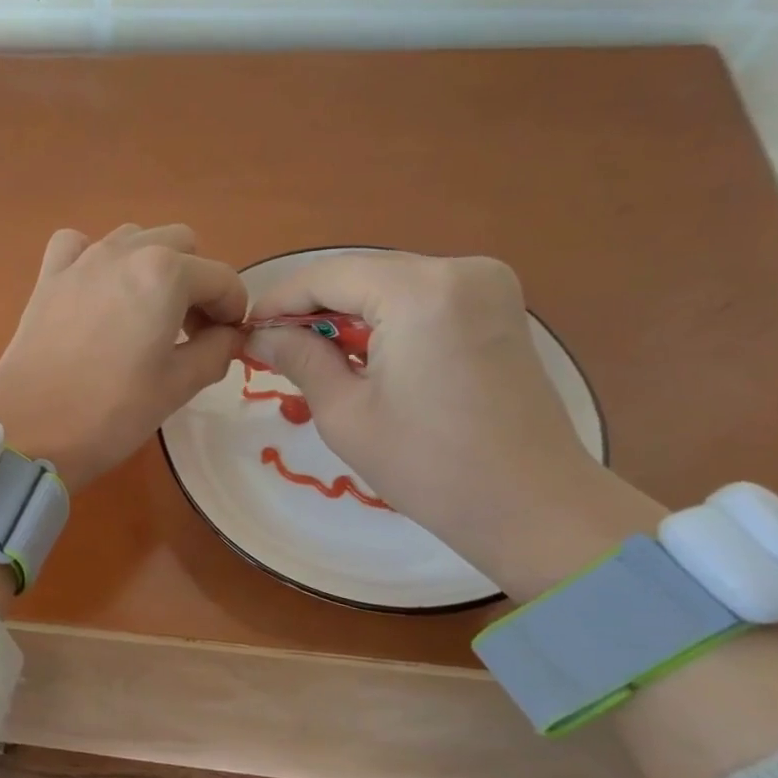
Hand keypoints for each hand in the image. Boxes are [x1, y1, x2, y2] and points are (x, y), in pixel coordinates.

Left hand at [0, 225, 247, 489]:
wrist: (28, 431)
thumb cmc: (110, 413)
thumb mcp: (177, 387)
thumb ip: (215, 351)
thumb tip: (228, 336)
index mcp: (165, 274)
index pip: (222, 278)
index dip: (233, 310)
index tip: (227, 341)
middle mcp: (124, 252)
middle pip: (181, 245)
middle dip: (196, 282)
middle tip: (189, 330)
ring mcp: (80, 260)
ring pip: (133, 238)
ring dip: (152, 266)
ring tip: (146, 313)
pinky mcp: (47, 278)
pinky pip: (78, 245)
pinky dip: (95, 258)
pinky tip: (97, 293)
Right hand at [247, 251, 663, 598]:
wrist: (532, 507)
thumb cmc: (428, 465)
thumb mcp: (345, 412)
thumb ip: (299, 358)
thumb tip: (258, 335)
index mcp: (420, 291)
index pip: (328, 274)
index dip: (279, 301)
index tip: (246, 331)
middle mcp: (460, 270)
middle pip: (361, 273)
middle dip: (312, 306)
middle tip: (271, 346)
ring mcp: (488, 285)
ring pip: (389, 283)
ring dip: (346, 313)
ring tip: (310, 354)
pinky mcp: (499, 308)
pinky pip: (422, 297)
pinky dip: (384, 318)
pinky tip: (361, 353)